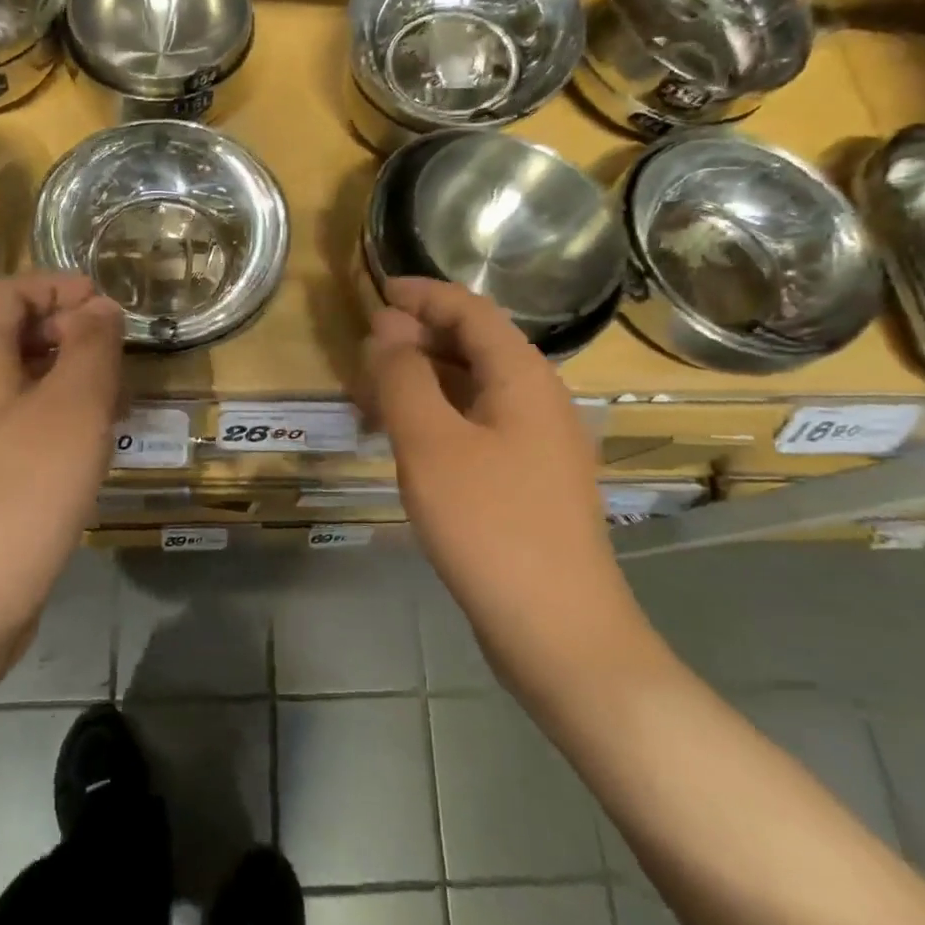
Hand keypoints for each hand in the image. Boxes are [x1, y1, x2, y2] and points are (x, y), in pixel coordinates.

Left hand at [0, 274, 125, 657]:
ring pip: (18, 380)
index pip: (8, 293)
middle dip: (68, 330)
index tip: (106, 307)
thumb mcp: (73, 407)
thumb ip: (91, 347)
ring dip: (67, 374)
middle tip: (118, 354)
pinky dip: (55, 414)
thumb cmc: (22, 491)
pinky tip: (90, 444)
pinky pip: (16, 422)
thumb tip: (100, 309)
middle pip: (11, 333)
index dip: (58, 286)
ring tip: (115, 398)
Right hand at [362, 278, 643, 670]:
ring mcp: (538, 443)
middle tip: (365, 348)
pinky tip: (408, 439)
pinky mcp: (528, 480)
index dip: (423, 294)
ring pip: (474, 388)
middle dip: (418, 338)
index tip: (378, 291)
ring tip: (375, 391)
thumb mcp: (430, 443)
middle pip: (474, 345)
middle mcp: (538, 399)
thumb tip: (387, 326)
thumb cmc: (491, 526)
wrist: (559, 632)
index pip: (470, 310)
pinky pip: (478, 425)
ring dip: (425, 379)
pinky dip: (439, 416)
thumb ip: (403, 376)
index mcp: (522, 376)